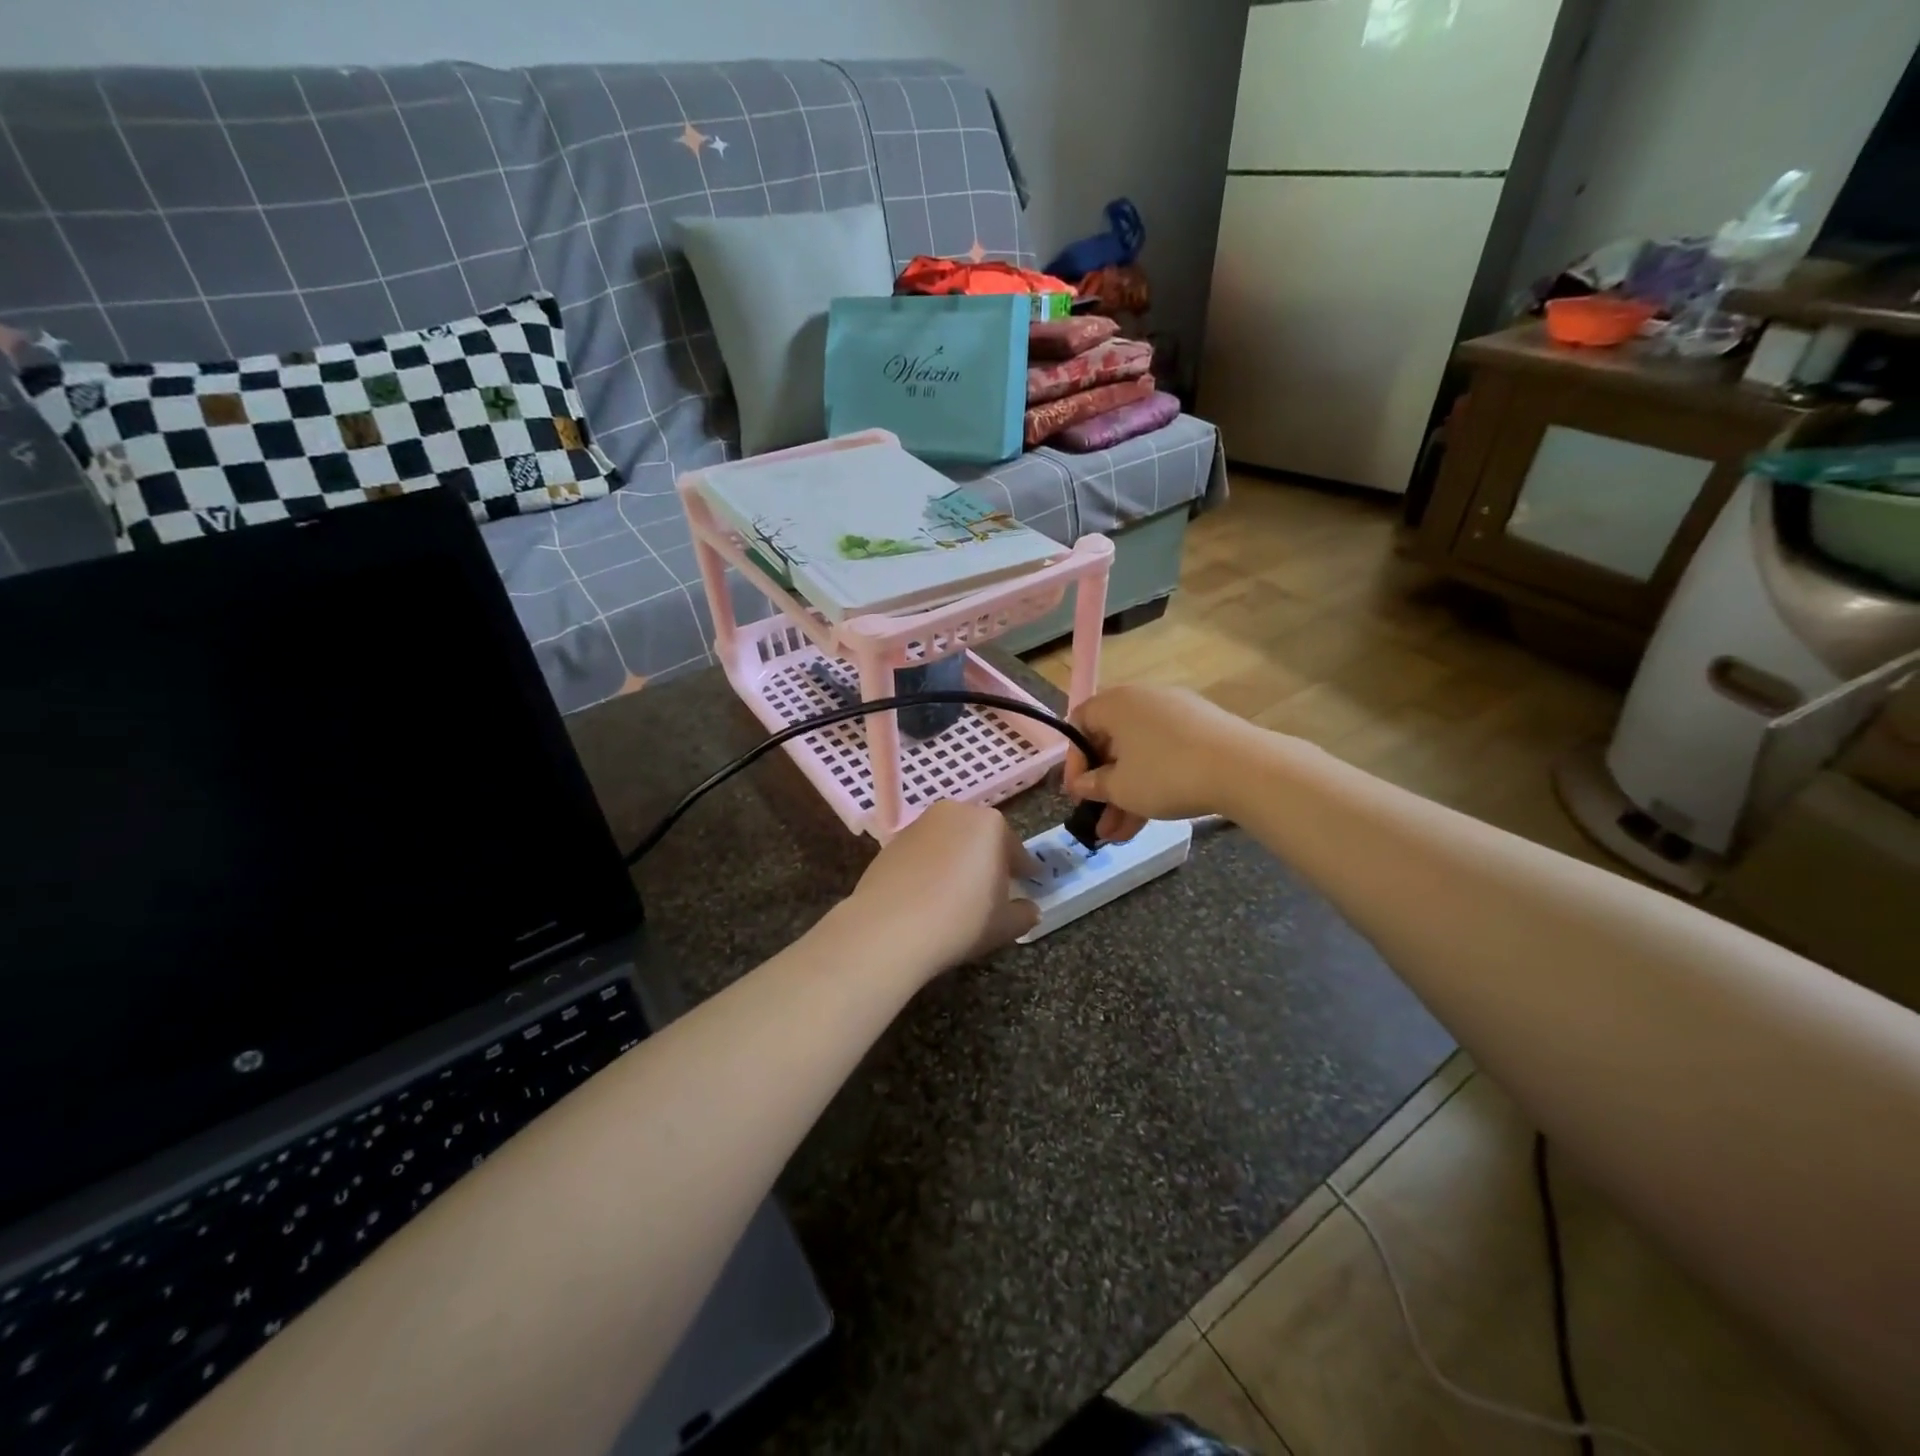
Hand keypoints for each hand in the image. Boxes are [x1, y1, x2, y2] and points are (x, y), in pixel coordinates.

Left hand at [842, 800, 1039, 980]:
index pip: (1015, 849)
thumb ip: (1024, 914)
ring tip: (957, 892)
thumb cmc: (961, 921)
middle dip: (988, 858)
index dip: (1024, 869)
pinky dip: (930, 866)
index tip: (1028, 882)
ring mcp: (920, 824)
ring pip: (949, 841)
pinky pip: (923, 852)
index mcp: (991, 824)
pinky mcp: (892, 841)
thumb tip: (1029, 909)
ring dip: (957, 859)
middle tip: (992, 888)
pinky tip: (928, 894)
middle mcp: (956, 813)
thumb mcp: (1004, 925)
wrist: (890, 928)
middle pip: (980, 837)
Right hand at [1065, 685, 1249, 841]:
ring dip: (1127, 794)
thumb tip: (1082, 784)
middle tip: (1099, 820)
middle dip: (1103, 787)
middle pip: (1112, 743)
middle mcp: (1143, 700)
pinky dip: (1153, 782)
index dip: (1074, 761)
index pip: (1080, 723)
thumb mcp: (1121, 788)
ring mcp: (1176, 713)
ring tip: (1119, 836)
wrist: (1242, 768)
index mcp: (1115, 703)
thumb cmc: (1165, 774)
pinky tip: (1149, 819)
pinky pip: (1165, 754)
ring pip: (1140, 755)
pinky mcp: (1202, 729)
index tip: (1078, 793)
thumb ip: (1094, 786)